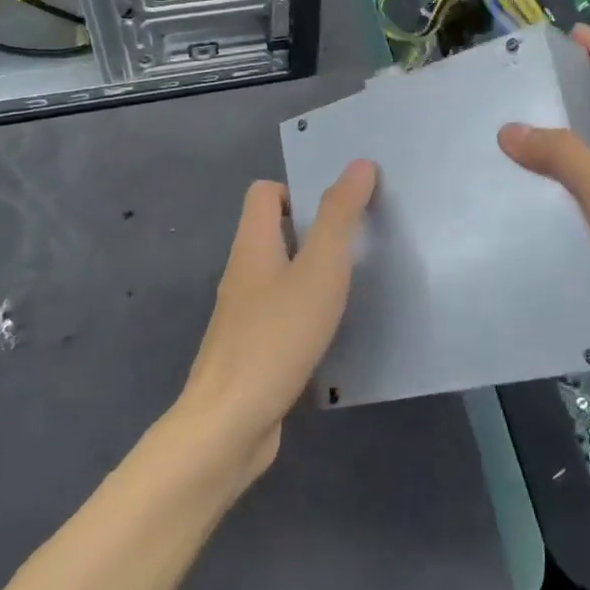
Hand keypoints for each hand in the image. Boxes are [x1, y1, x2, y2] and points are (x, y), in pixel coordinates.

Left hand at [177, 161, 377, 474]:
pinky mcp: (253, 351)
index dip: (298, 190)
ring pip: (281, 276)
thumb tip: (359, 164)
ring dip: (314, 275)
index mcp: (252, 245)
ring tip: (356, 285)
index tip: (337, 208)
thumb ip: (339, 216)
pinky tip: (336, 332)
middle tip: (359, 244)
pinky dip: (308, 313)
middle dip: (315, 232)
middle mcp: (242, 274)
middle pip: (274, 233)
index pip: (263, 193)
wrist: (230, 424)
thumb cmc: (276, 336)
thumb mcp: (319, 269)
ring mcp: (244, 316)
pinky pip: (283, 315)